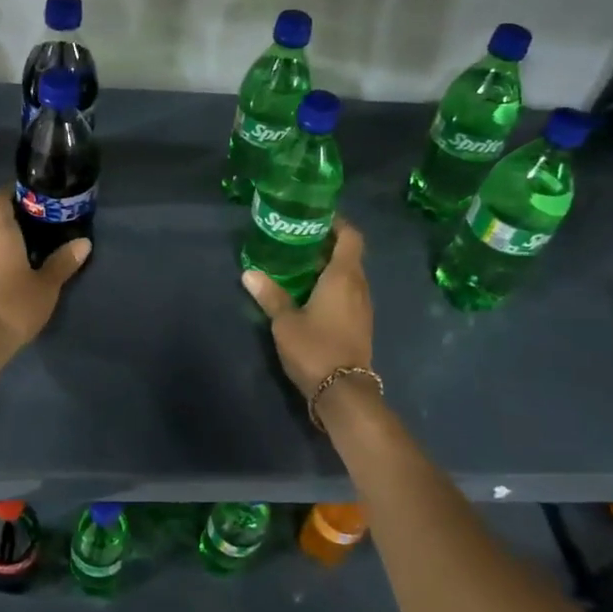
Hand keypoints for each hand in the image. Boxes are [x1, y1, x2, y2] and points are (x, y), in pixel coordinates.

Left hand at [0, 188, 90, 351]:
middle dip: (12, 218)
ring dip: (2, 240)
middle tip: (39, 225)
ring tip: (29, 249)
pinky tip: (12, 271)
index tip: (33, 198)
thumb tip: (83, 242)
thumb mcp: (47, 285)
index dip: (12, 193)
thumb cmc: (14, 304)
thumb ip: (63, 261)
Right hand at [241, 218, 373, 394]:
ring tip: (299, 268)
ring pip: (350, 277)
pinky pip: (349, 294)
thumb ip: (270, 295)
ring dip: (329, 269)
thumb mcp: (285, 321)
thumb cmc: (315, 348)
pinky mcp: (361, 325)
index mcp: (343, 277)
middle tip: (297, 243)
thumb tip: (249, 273)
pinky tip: (310, 296)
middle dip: (326, 246)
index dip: (337, 224)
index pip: (351, 237)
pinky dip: (333, 288)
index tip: (315, 219)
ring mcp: (363, 307)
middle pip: (349, 255)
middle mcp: (359, 287)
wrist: (344, 392)